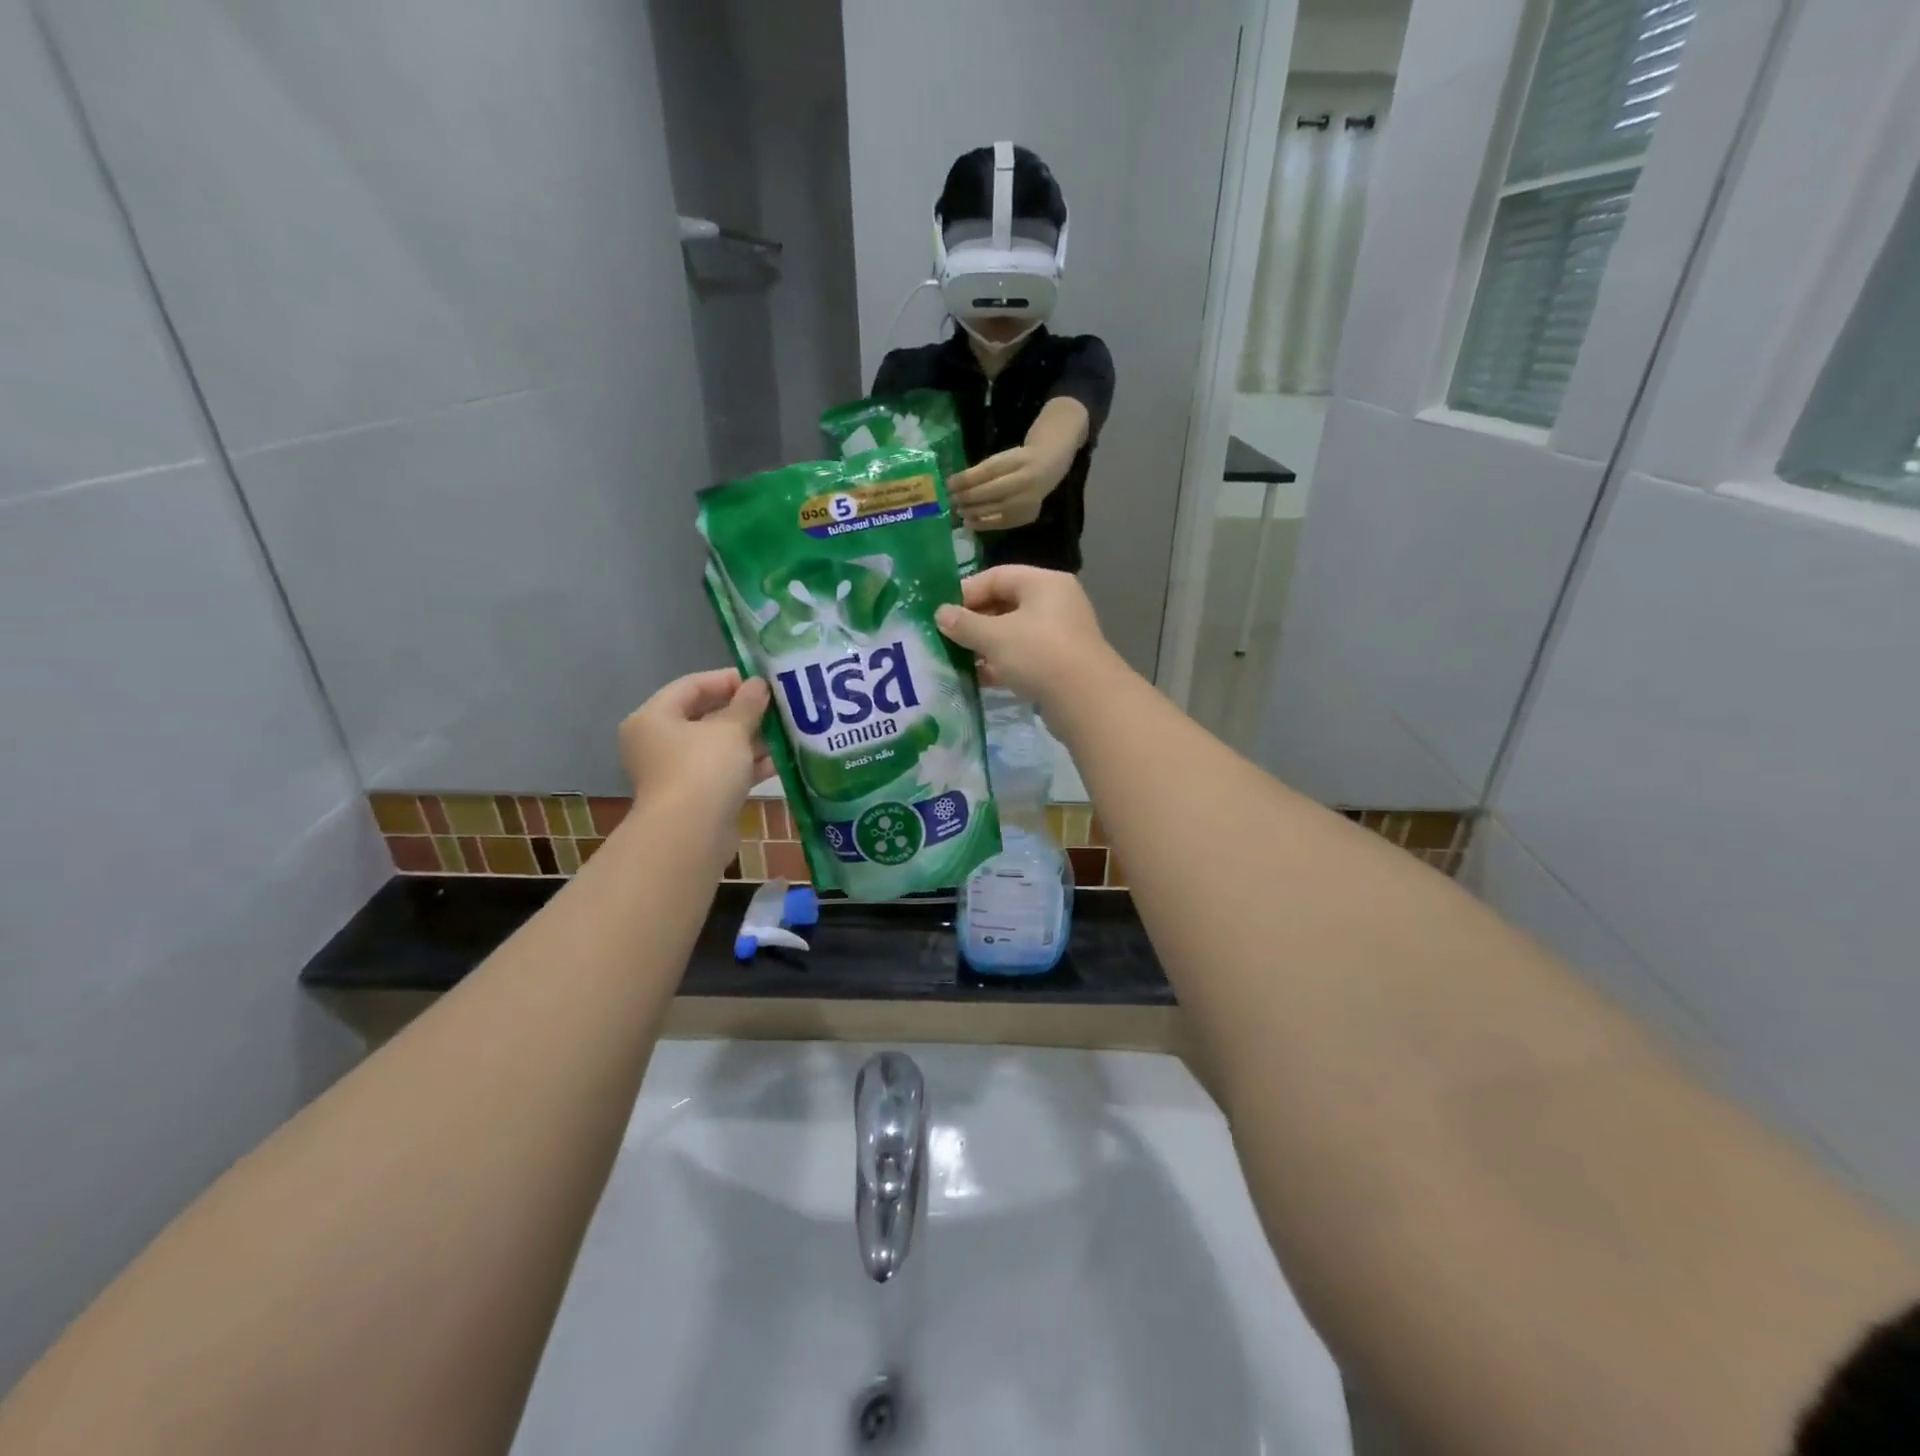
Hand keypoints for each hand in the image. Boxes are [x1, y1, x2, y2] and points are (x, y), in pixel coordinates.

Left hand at [619, 669, 772, 809]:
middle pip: (704, 716)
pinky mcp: (696, 797)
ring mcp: (676, 773)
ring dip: (750, 739)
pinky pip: (724, 772)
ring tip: (784, 730)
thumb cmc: (703, 769)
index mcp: (653, 718)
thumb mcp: (731, 730)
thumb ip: (747, 704)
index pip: (691, 685)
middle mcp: (658, 743)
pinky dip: (747, 764)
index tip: (760, 682)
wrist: (690, 835)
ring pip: (717, 747)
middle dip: (743, 711)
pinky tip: (780, 760)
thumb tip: (759, 684)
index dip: (727, 679)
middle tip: (776, 705)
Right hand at [934, 566, 1120, 712]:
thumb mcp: (995, 637)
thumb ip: (964, 624)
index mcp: (1043, 583)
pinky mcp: (1060, 664)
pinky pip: (1024, 656)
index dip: (966, 592)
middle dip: (974, 621)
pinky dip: (1002, 664)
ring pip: (1014, 633)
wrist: (1086, 701)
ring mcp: (1060, 635)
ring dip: (986, 645)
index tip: (941, 613)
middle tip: (946, 637)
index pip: (997, 576)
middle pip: (1005, 604)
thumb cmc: (1038, 655)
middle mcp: (1055, 603)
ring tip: (957, 659)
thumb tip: (941, 614)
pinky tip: (979, 678)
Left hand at [948, 443, 1070, 531]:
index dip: (966, 479)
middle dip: (967, 497)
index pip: (988, 471)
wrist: (1048, 468)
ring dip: (972, 512)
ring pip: (995, 509)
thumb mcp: (1001, 458)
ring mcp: (1028, 501)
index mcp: (1018, 461)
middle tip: (951, 500)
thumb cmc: (1018, 462)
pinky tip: (970, 522)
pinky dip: (983, 524)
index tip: (948, 485)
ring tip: (958, 511)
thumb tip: (953, 486)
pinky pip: (1001, 523)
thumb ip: (980, 471)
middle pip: (991, 492)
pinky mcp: (1027, 517)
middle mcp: (1026, 482)